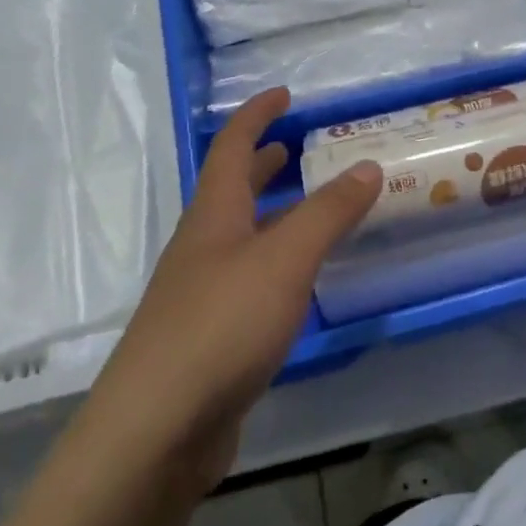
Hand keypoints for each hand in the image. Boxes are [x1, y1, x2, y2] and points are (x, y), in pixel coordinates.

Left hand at [84, 88, 381, 498]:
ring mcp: (203, 293)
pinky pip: (250, 279)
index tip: (284, 95)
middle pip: (232, 190)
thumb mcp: (285, 260)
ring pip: (242, 237)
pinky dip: (277, 262)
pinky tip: (300, 281)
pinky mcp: (212, 336)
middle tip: (298, 147)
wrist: (158, 430)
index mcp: (213, 216)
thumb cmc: (221, 326)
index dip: (256, 115)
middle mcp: (203, 247)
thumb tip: (367, 165)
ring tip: (311, 207)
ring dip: (273, 213)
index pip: (232, 148)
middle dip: (262, 162)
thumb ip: (328, 212)